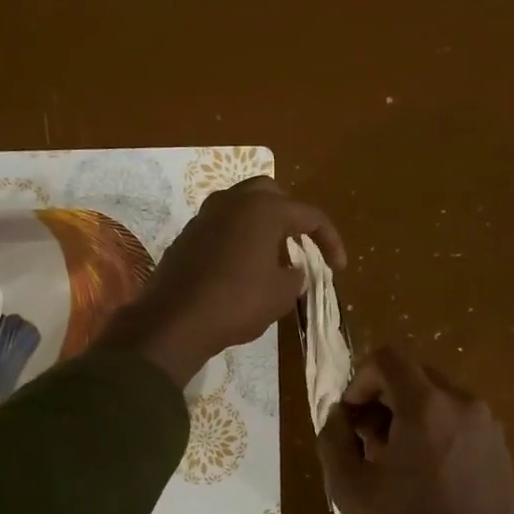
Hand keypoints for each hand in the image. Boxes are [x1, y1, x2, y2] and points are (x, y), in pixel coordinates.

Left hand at [98, 176, 344, 387]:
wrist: (175, 320)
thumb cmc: (238, 302)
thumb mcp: (281, 294)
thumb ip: (295, 275)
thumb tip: (292, 269)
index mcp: (264, 209)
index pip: (310, 216)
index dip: (330, 240)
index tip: (338, 267)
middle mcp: (233, 201)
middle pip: (271, 193)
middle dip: (290, 215)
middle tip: (300, 243)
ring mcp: (205, 215)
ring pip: (242, 206)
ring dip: (261, 224)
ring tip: (272, 254)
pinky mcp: (187, 235)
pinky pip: (221, 226)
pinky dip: (238, 237)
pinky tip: (242, 265)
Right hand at [318, 346, 513, 513]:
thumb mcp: (350, 489)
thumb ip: (333, 439)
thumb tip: (340, 416)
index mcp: (426, 405)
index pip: (387, 358)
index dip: (360, 381)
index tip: (352, 420)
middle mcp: (462, 402)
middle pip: (412, 376)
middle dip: (382, 400)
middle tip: (368, 445)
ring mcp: (487, 425)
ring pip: (436, 399)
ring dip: (408, 416)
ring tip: (396, 465)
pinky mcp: (500, 448)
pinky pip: (457, 421)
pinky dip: (434, 432)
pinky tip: (427, 478)